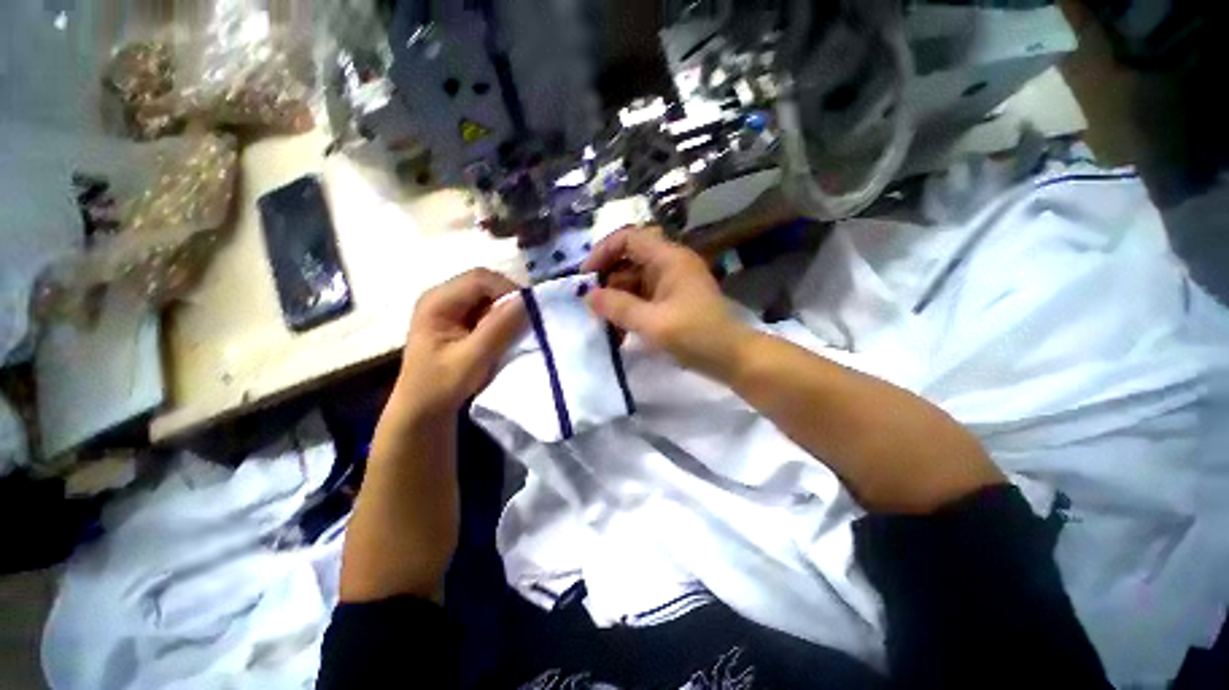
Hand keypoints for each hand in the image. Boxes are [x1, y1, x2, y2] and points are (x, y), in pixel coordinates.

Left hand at [393, 269, 526, 417]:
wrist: (423, 412)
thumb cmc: (441, 386)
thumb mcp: (473, 359)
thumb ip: (499, 328)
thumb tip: (528, 301)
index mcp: (437, 301)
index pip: (480, 279)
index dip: (508, 290)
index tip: (529, 313)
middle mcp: (443, 297)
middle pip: (486, 285)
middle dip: (509, 301)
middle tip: (526, 324)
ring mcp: (452, 309)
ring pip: (490, 297)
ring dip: (507, 312)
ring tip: (517, 332)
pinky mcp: (461, 321)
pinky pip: (489, 311)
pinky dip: (503, 321)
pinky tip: (506, 337)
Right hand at [582, 227, 751, 375]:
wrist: (733, 359)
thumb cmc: (696, 336)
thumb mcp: (652, 323)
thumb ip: (617, 307)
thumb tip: (588, 296)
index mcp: (668, 258)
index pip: (628, 238)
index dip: (603, 252)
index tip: (586, 278)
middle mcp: (669, 264)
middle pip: (629, 260)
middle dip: (608, 282)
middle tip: (593, 307)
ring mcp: (672, 283)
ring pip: (634, 282)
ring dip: (617, 300)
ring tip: (606, 325)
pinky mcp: (672, 301)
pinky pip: (643, 298)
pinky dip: (630, 311)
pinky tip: (621, 332)